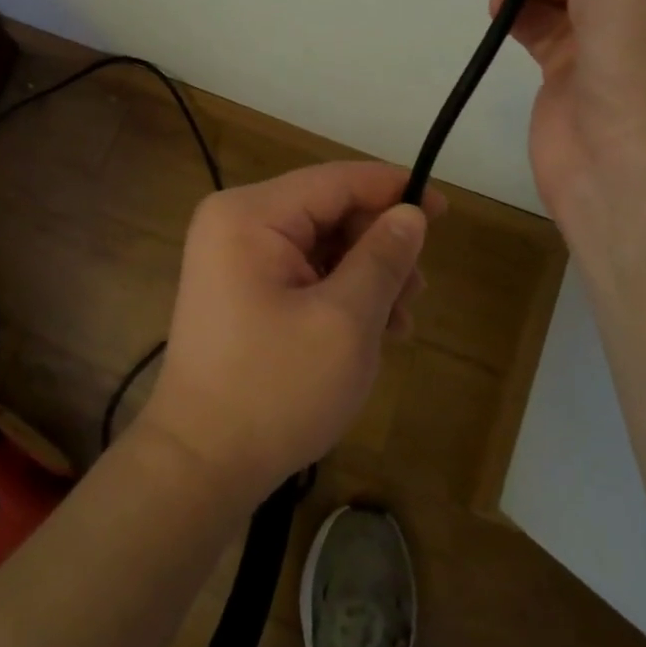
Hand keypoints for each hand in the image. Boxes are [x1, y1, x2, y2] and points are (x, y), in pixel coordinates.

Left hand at [137, 162, 441, 499]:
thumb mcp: (345, 322)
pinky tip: (372, 330)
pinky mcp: (238, 289)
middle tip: (418, 290)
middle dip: (378, 246)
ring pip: (319, 243)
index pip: (336, 180)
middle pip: (327, 211)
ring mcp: (232, 257)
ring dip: (365, 274)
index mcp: (250, 214)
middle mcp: (235, 222)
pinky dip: (339, 292)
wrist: (200, 465)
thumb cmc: (274, 390)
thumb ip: (382, 258)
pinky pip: (300, 271)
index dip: (394, 189)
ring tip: (400, 321)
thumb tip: (410, 213)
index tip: (445, 209)